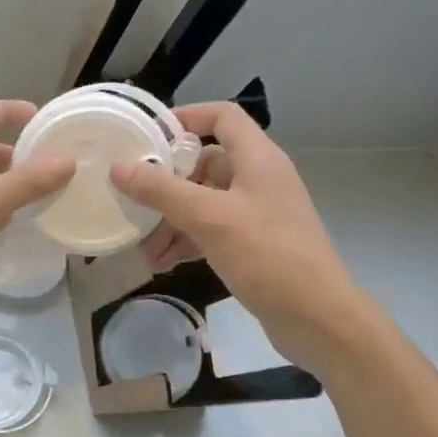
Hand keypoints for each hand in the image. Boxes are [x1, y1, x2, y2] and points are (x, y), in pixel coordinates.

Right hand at [111, 103, 363, 370]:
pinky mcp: (252, 245)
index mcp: (258, 159)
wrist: (319, 320)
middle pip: (203, 163)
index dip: (186, 117)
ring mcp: (256, 213)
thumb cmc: (269, 256)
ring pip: (202, 202)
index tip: (147, 136)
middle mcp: (258, 179)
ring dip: (170, 220)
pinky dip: (185, 242)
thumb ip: (162, 191)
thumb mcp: (210, 219)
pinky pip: (209, 231)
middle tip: (131, 199)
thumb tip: (118, 168)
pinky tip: (160, 263)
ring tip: (141, 247)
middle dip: (165, 184)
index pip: (222, 116)